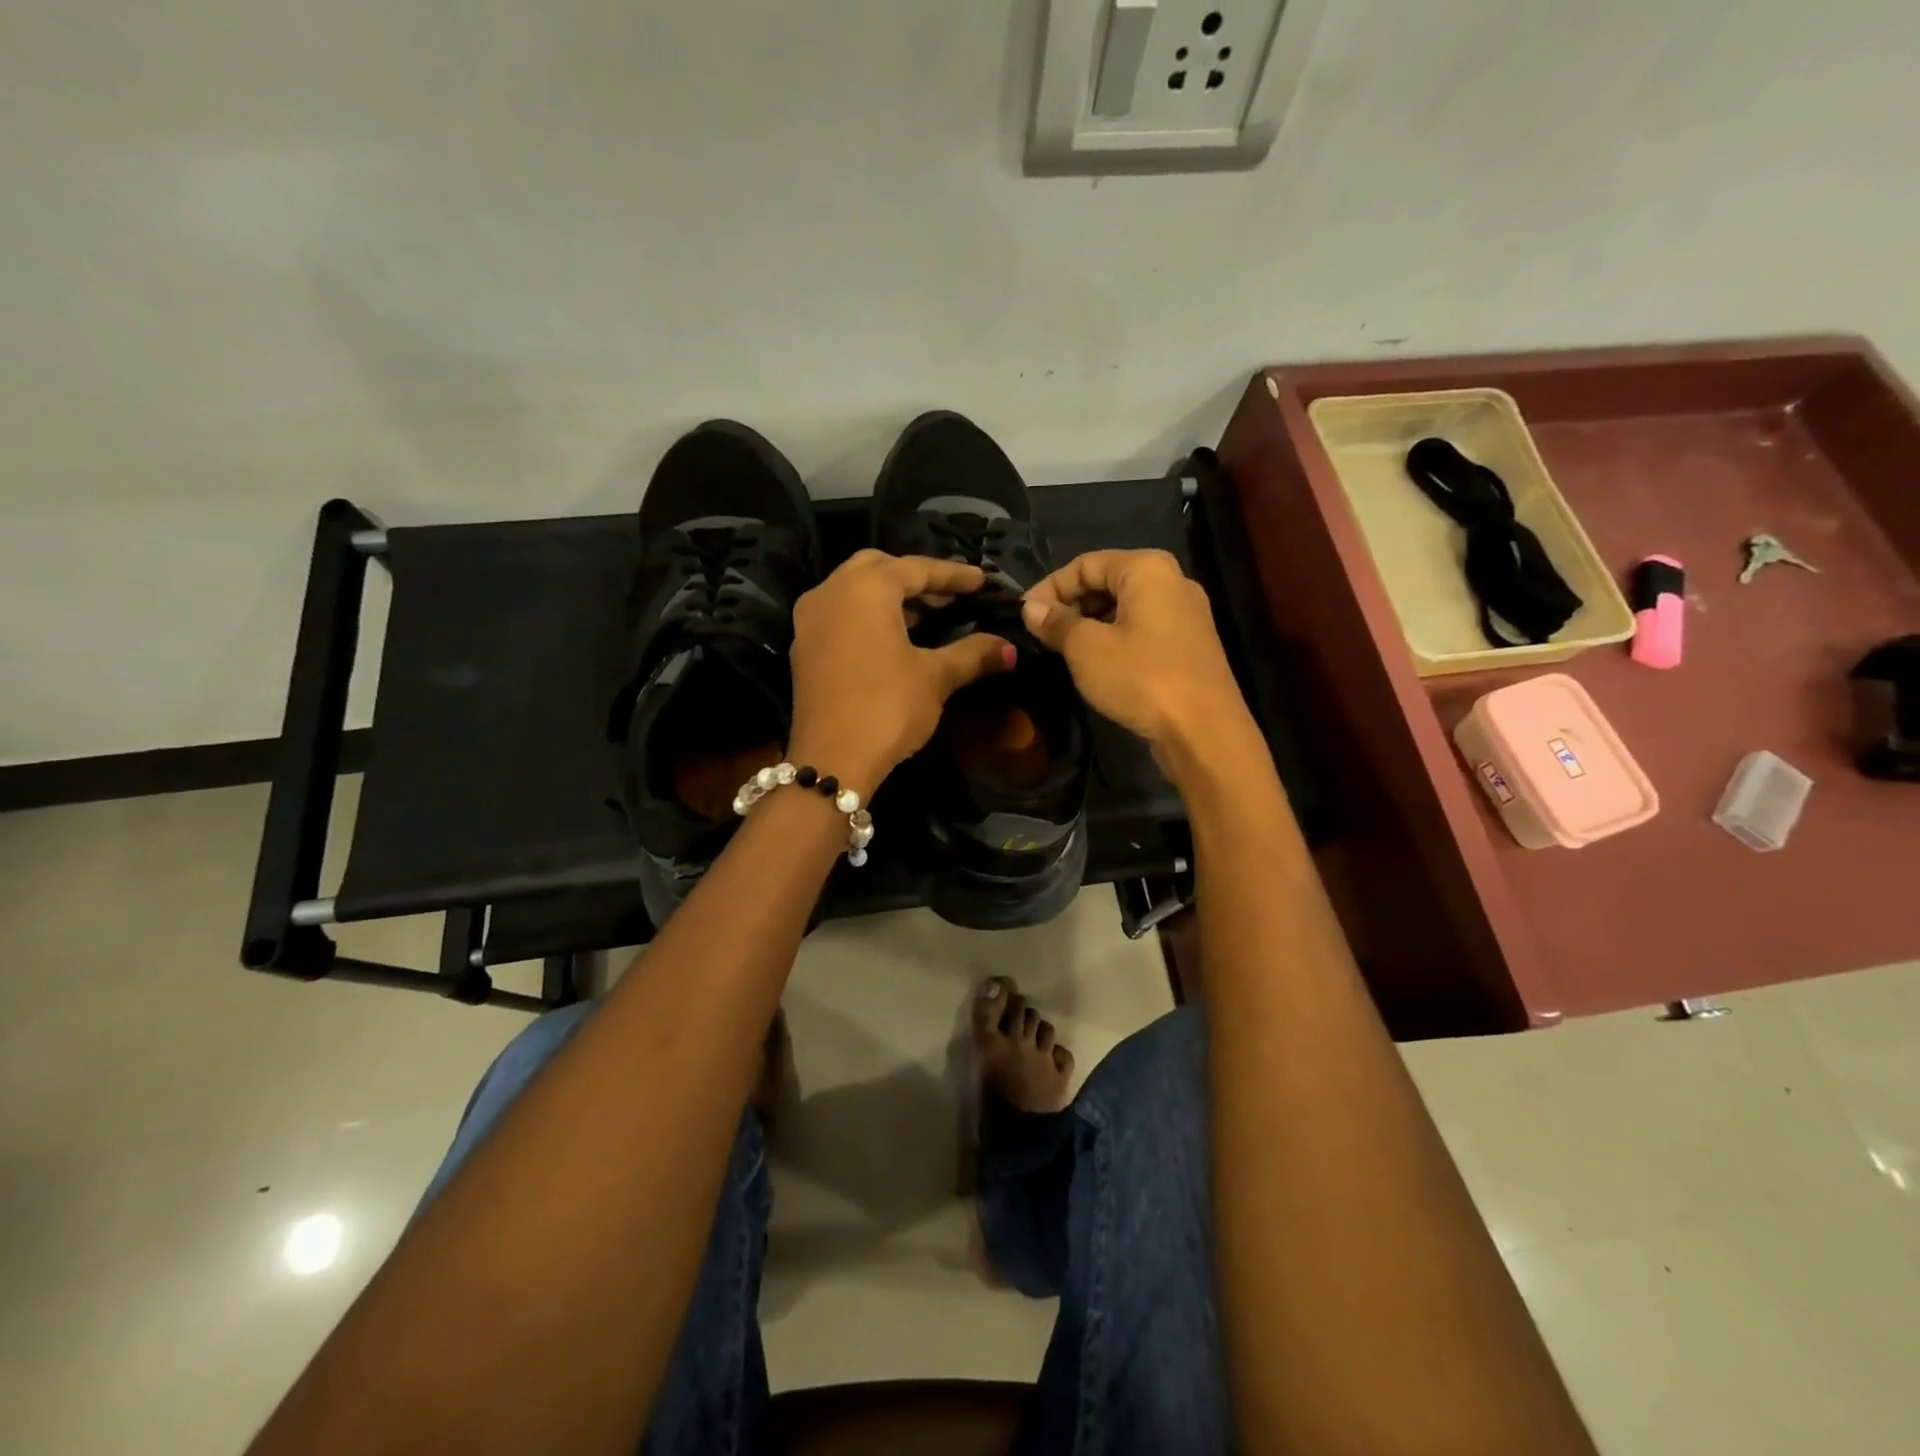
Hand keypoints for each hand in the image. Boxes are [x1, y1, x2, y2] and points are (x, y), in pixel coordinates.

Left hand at [789, 550, 1014, 795]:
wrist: (832, 761)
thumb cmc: (887, 708)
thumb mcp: (935, 677)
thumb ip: (973, 654)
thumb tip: (1009, 648)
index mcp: (864, 589)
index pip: (916, 568)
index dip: (953, 575)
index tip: (981, 580)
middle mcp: (830, 592)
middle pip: (878, 567)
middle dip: (916, 578)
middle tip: (950, 596)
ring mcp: (810, 620)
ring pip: (855, 590)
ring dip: (891, 596)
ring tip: (929, 616)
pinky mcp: (803, 648)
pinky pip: (841, 614)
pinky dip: (869, 615)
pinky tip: (895, 638)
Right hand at [1021, 549, 1256, 779]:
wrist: (1203, 730)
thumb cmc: (1141, 677)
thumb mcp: (1087, 649)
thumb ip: (1056, 622)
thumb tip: (1030, 608)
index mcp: (1147, 568)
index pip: (1085, 564)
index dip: (1049, 587)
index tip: (1023, 616)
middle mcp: (1172, 581)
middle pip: (1107, 581)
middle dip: (1070, 605)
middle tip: (1040, 634)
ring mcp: (1185, 614)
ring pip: (1124, 608)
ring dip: (1090, 624)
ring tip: (1062, 650)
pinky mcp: (1189, 645)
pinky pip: (1142, 629)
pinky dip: (1114, 639)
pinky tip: (1095, 664)